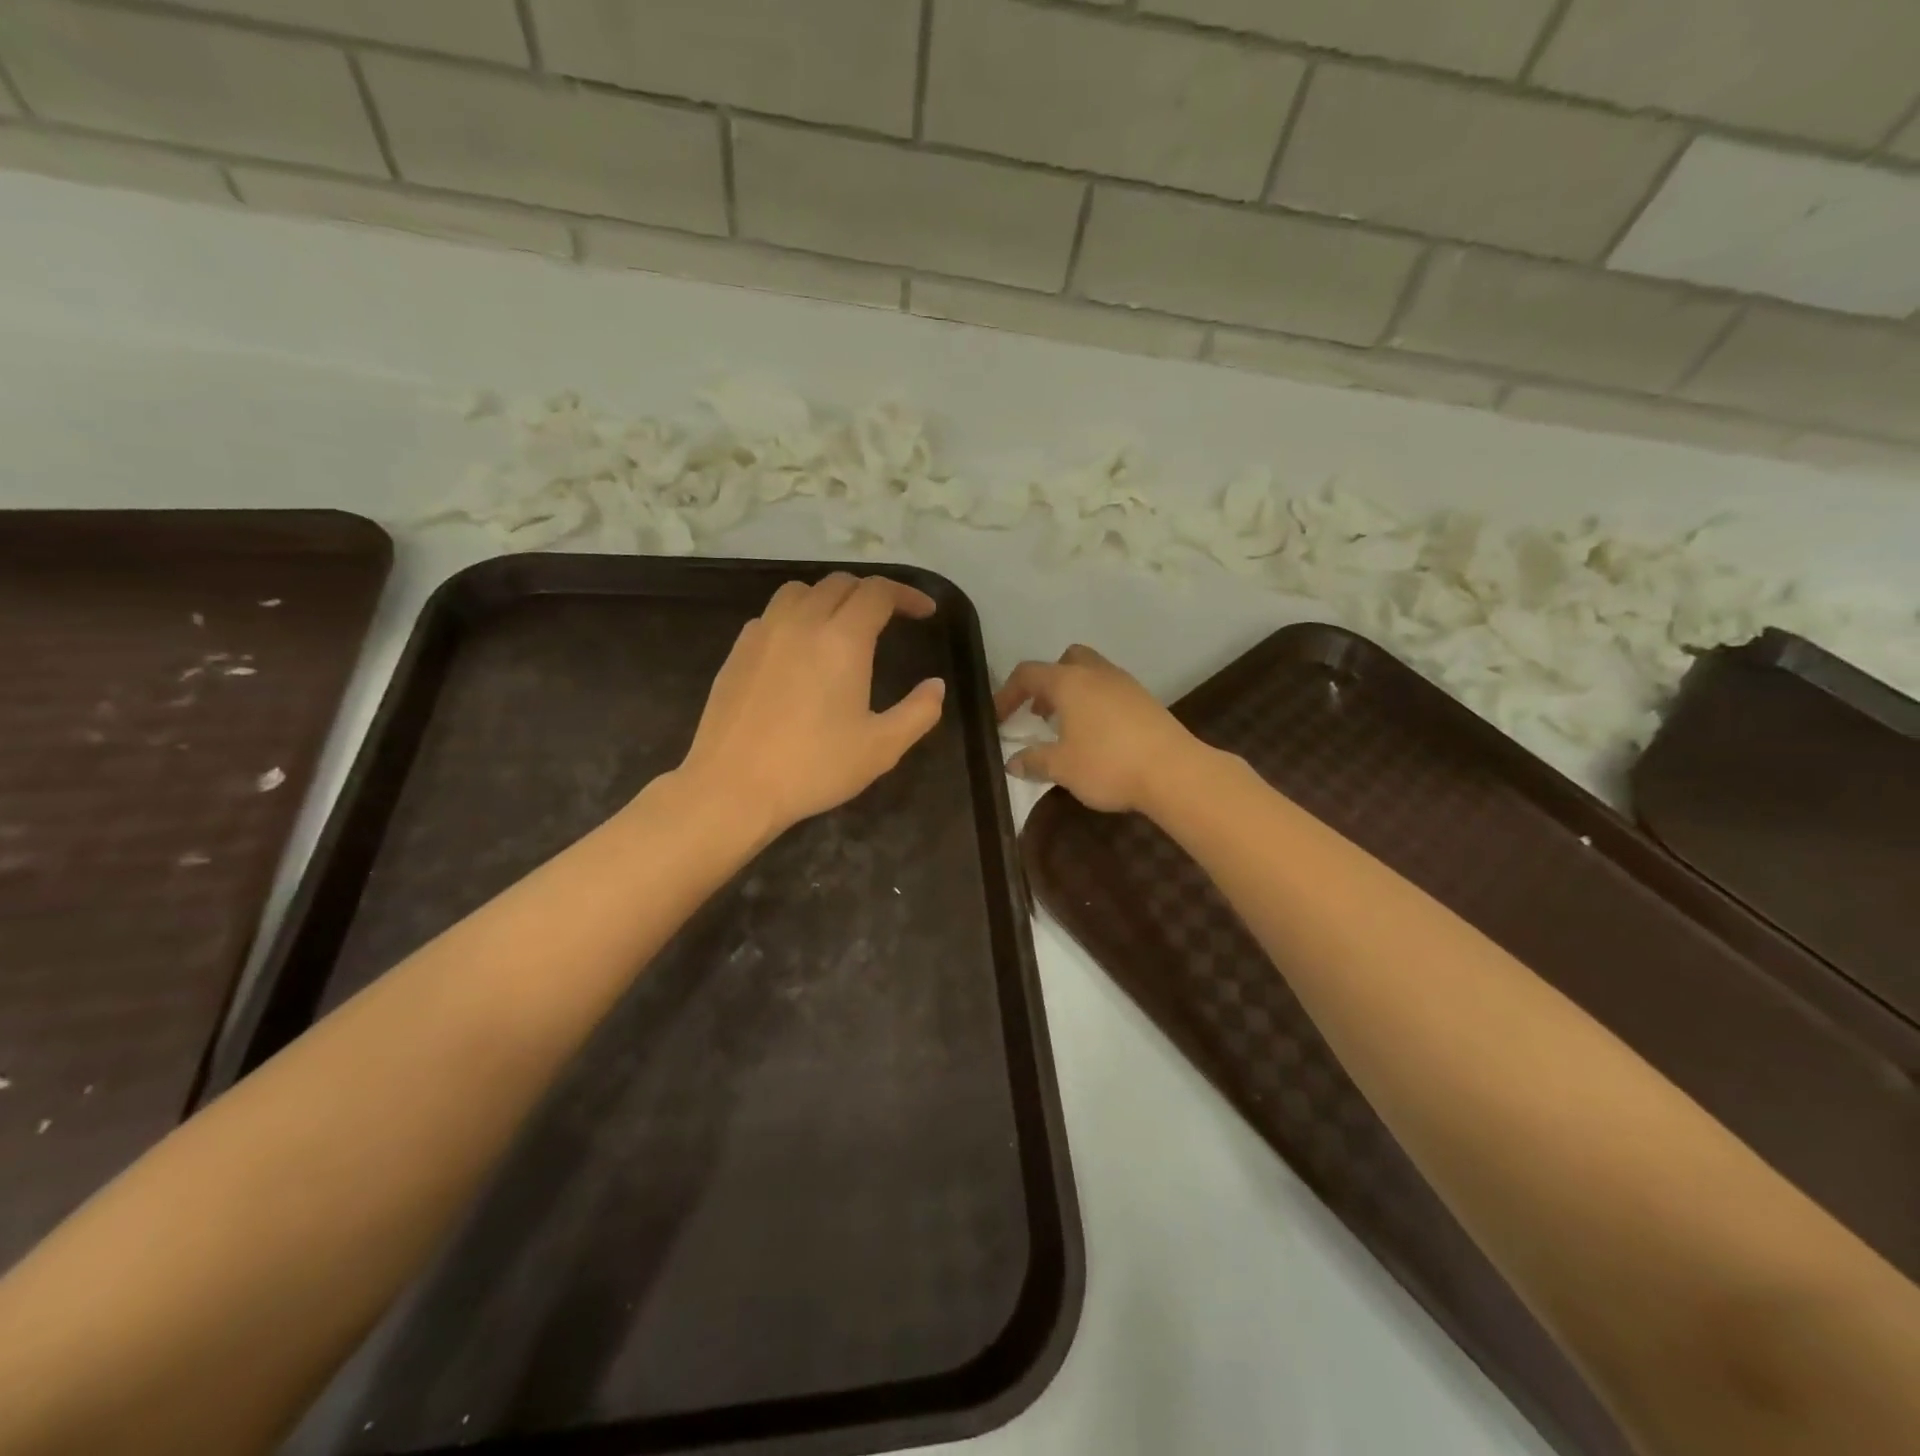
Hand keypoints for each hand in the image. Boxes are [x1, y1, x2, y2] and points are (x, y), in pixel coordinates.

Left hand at [678, 573, 945, 837]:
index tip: (925, 612)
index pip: (878, 592)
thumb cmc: (813, 768)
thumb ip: (918, 712)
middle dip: (871, 593)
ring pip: (801, 591)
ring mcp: (764, 632)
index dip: (907, 595)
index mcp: (842, 639)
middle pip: (840, 584)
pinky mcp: (738, 650)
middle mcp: (802, 622)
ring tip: (843, 625)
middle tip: (890, 619)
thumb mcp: (881, 748)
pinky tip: (800, 650)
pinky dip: (796, 616)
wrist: (733, 787)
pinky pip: (773, 614)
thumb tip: (936, 686)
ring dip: (830, 598)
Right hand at [994, 646, 1197, 813]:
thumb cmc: (1108, 764)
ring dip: (1073, 693)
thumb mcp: (1062, 767)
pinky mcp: (1146, 701)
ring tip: (1066, 728)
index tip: (998, 718)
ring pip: (1091, 674)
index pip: (1028, 674)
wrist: (1174, 772)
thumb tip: (1013, 761)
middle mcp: (1096, 673)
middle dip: (1047, 682)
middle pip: (1066, 660)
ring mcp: (1125, 684)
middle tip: (1039, 713)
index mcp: (1069, 682)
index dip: (1008, 693)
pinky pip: (1111, 691)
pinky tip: (1097, 736)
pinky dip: (1095, 703)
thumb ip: (1034, 761)